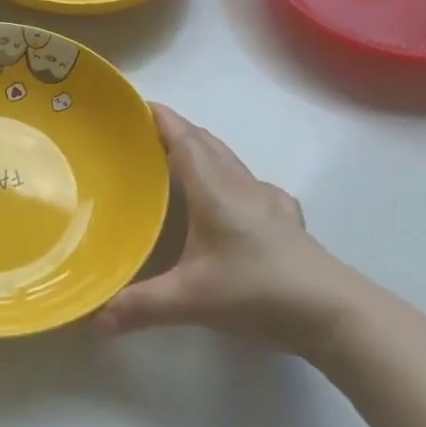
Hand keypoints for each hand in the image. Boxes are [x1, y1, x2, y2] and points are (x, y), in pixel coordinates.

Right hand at [95, 105, 370, 356]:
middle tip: (142, 137)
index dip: (160, 119)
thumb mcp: (190, 300)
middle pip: (206, 143)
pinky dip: (228, 178)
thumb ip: (139, 306)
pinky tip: (228, 201)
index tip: (135, 106)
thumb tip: (93, 320)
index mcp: (215, 190)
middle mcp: (241, 186)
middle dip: (175, 131)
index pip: (184, 139)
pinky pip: (249, 185)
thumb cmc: (257, 291)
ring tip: (174, 164)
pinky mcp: (285, 221)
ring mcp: (268, 202)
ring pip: (229, 162)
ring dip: (201, 152)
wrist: (332, 312)